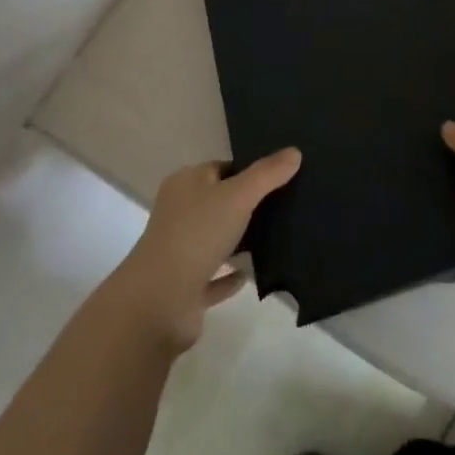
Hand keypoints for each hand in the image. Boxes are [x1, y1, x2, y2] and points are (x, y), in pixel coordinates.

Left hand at [110, 149, 300, 350]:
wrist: (160, 302)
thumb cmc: (196, 234)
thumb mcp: (238, 195)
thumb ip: (267, 174)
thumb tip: (295, 152)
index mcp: (185, 184)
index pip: (220, 168)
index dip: (247, 170)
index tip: (278, 176)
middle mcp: (179, 213)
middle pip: (218, 202)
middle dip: (246, 204)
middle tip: (285, 205)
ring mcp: (180, 252)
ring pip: (216, 239)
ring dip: (240, 240)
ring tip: (278, 236)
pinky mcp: (186, 288)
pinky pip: (214, 277)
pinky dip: (231, 275)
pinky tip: (253, 273)